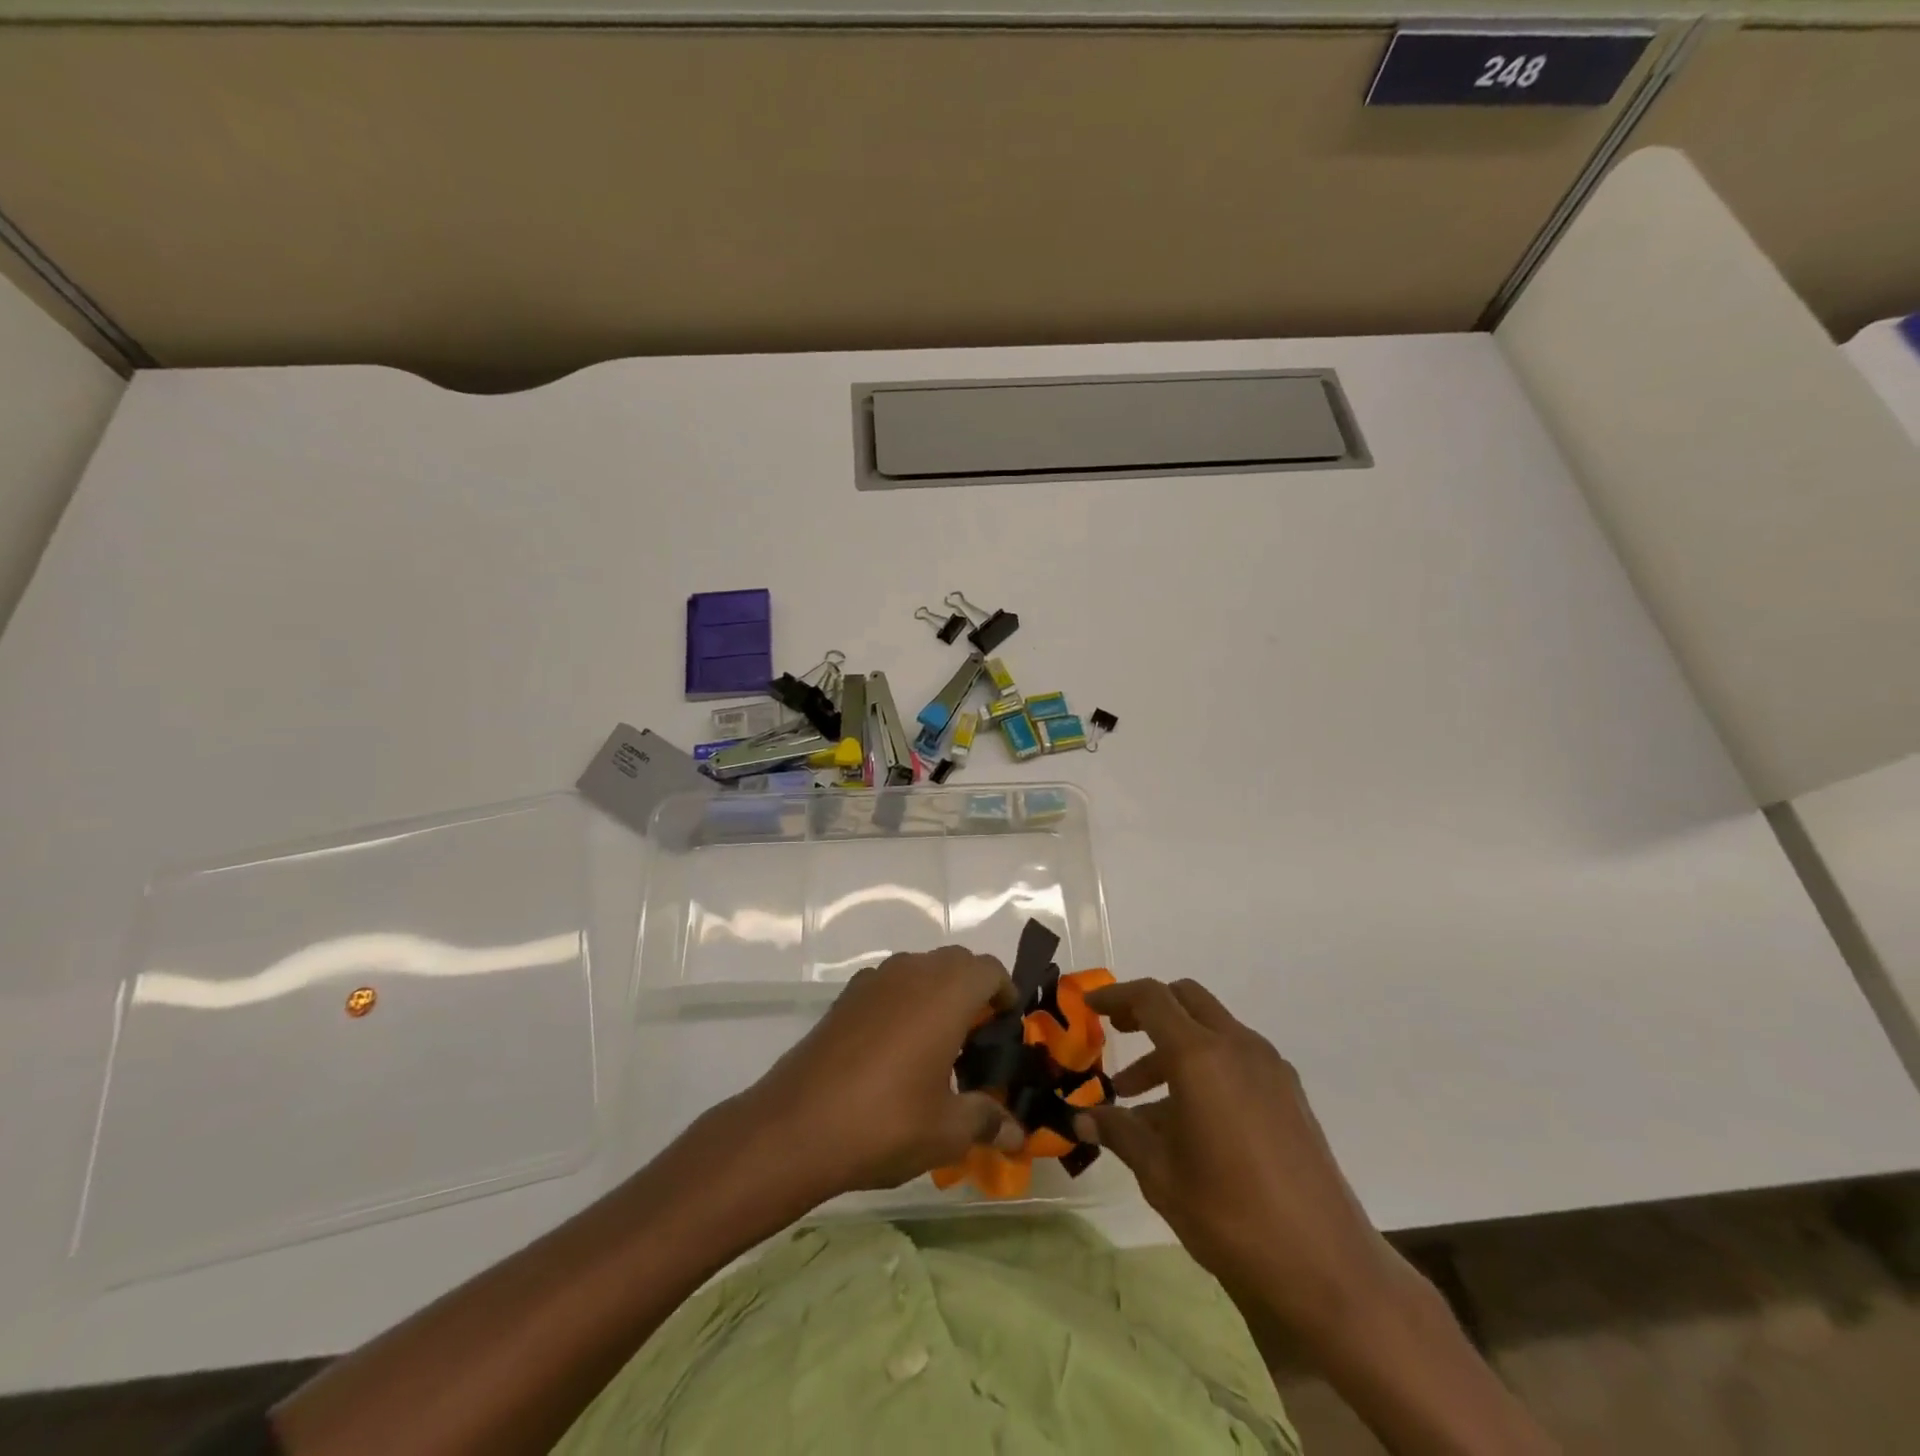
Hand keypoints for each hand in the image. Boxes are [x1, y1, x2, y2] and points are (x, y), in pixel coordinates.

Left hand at [735, 946, 1026, 1200]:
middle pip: (956, 963)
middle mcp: (912, 971)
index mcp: (946, 992)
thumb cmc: (885, 1122)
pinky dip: (904, 1002)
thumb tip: (1018, 1134)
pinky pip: (890, 985)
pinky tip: (896, 1051)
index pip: (989, 970)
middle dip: (974, 992)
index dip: (1006, 993)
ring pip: (920, 970)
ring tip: (938, 1046)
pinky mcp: (845, 997)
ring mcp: (874, 980)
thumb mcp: (947, 1130)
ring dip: (937, 994)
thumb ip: (987, 1121)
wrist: (795, 1126)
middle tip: (978, 1040)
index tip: (1007, 1028)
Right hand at [1075, 978, 1401, 1346]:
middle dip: (1147, 1010)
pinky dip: (1205, 1065)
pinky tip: (1189, 1118)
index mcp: (1200, 1056)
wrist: (1326, 1267)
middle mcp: (1237, 1046)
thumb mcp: (1160, 1174)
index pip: (1151, 999)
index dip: (1115, 997)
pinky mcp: (1289, 1092)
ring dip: (1174, 1045)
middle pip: (1185, 999)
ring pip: (1211, 1028)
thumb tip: (1082, 1118)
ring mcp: (1269, 1067)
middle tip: (1118, 1035)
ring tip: (1141, 1098)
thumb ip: (1119, 1133)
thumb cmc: (1230, 1215)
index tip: (1089, 1008)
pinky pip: (1236, 1056)